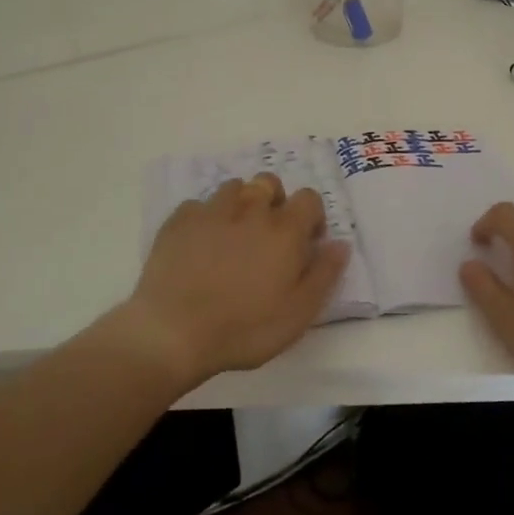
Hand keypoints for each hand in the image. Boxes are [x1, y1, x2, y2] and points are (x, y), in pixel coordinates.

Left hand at [125, 173, 350, 385]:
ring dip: (241, 205)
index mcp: (284, 230)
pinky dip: (206, 218)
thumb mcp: (299, 313)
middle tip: (269, 236)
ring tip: (234, 237)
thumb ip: (324, 274)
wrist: (173, 332)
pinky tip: (200, 245)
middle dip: (275, 201)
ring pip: (234, 188)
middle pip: (269, 182)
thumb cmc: (245, 328)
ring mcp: (211, 211)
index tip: (306, 243)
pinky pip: (199, 205)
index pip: (309, 198)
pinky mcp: (178, 221)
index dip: (311, 217)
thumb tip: (340, 244)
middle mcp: (250, 210)